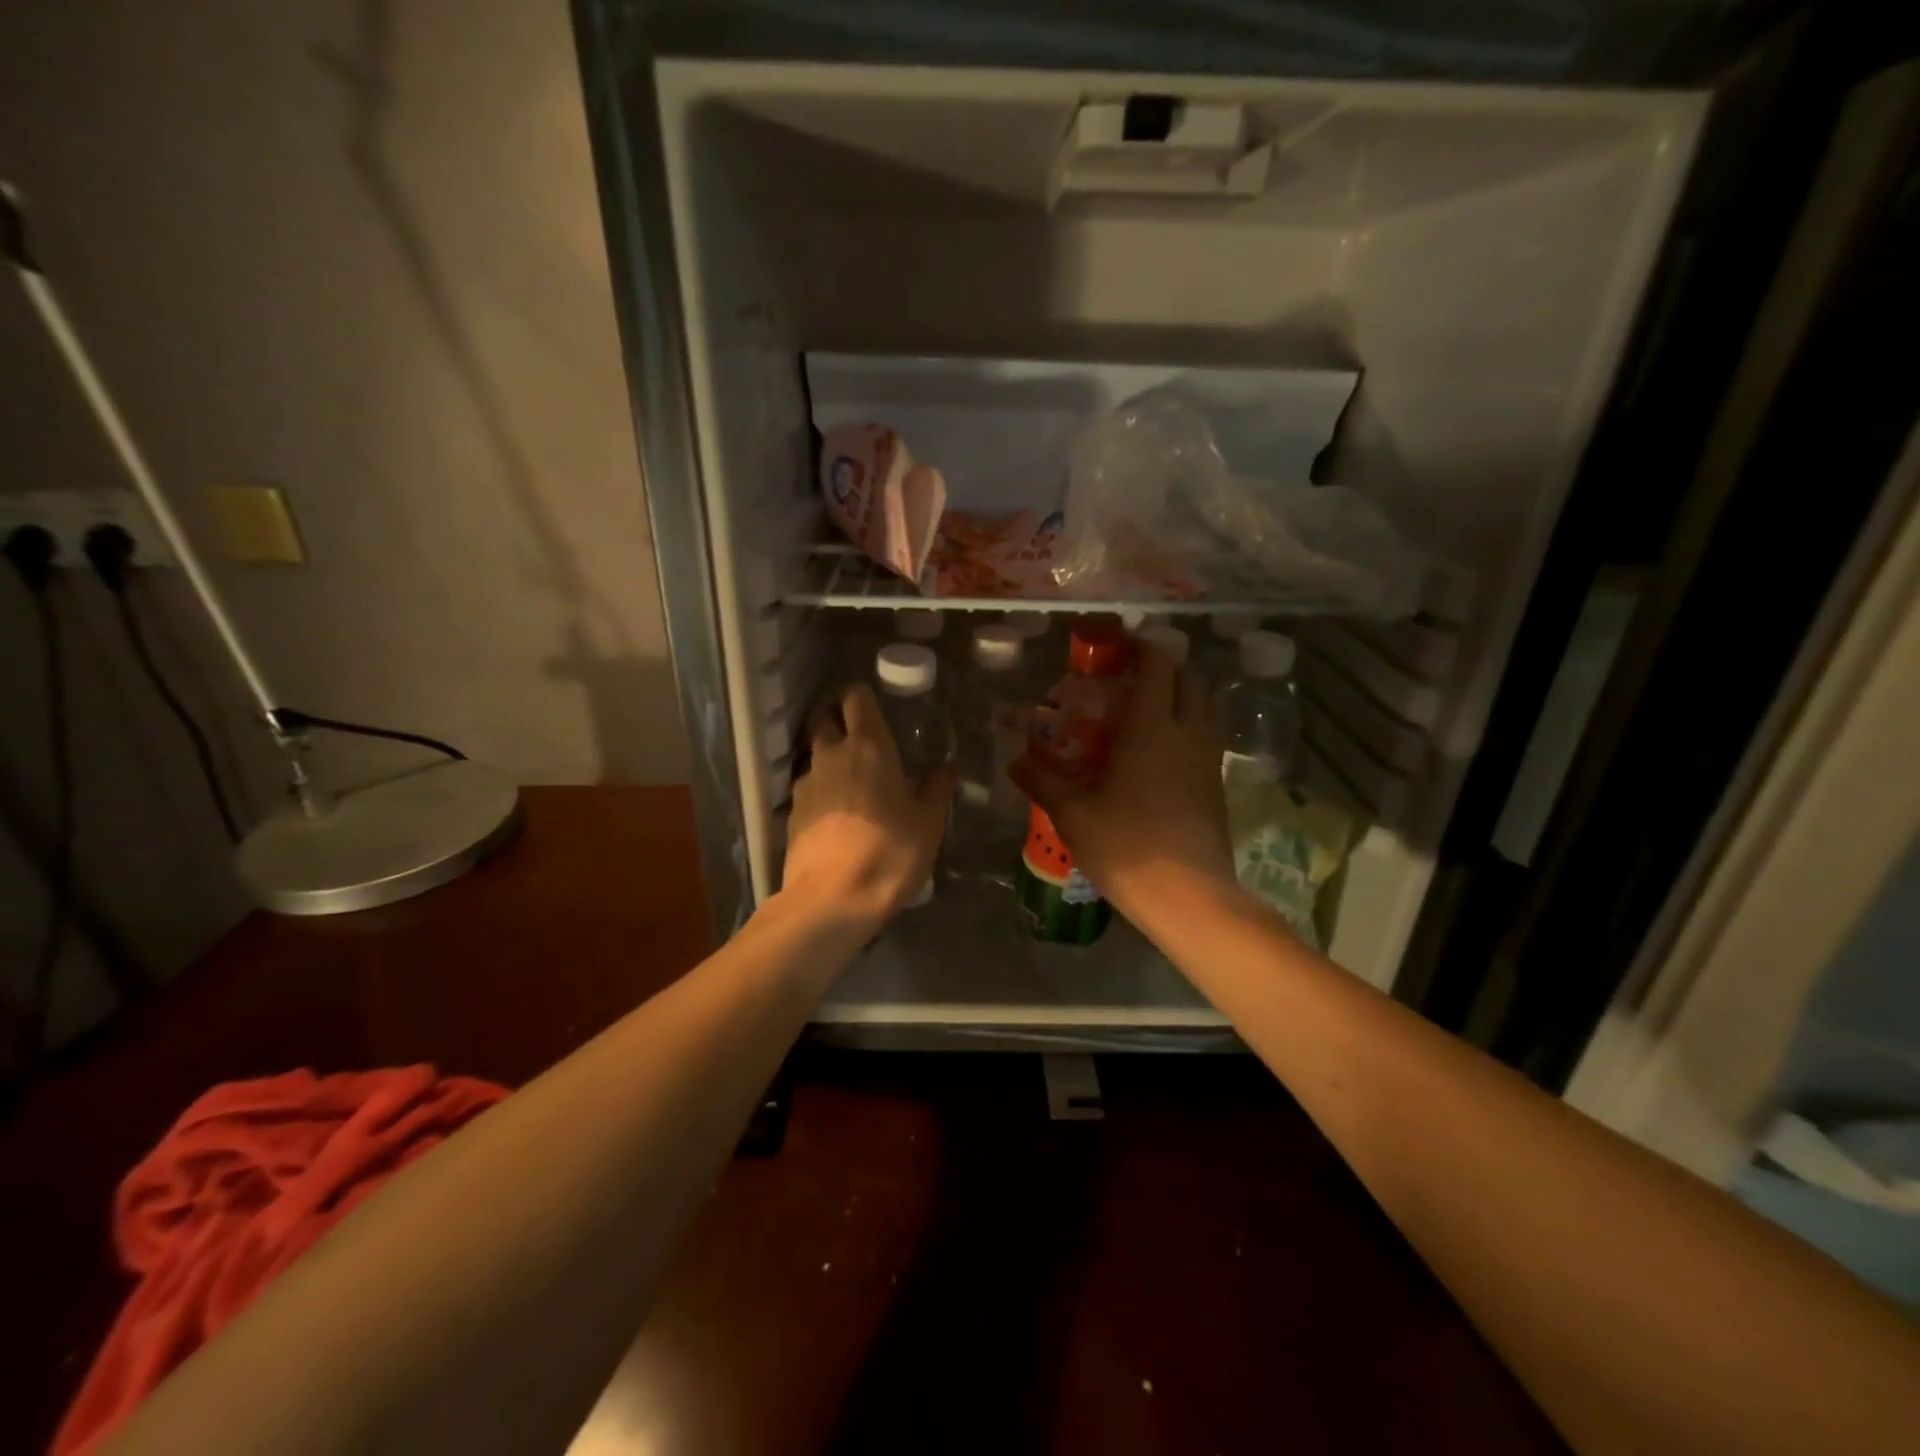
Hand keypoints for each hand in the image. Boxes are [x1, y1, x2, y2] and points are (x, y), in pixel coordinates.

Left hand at [782, 682, 955, 925]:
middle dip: (836, 715)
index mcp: (868, 746)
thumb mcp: (928, 823)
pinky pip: (808, 788)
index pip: (856, 696)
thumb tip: (946, 768)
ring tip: (851, 778)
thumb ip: (936, 789)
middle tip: (858, 731)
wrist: (832, 900)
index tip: (875, 703)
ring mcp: (806, 783)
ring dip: (828, 756)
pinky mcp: (791, 812)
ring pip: (814, 754)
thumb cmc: (889, 852)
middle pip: (823, 716)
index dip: (862, 694)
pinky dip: (820, 790)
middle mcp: (831, 754)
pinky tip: (836, 813)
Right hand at [1009, 645, 1236, 919]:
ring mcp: (1209, 761)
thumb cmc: (1126, 845)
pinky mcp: (1218, 788)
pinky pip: (1207, 741)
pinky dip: (1189, 731)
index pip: (1158, 667)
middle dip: (1166, 669)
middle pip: (1191, 681)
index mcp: (1152, 728)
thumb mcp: (1073, 813)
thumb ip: (1042, 781)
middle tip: (1134, 679)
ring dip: (1183, 699)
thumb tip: (1014, 763)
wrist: (1189, 896)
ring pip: (1206, 710)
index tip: (1121, 646)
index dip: (1143, 648)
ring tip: (1149, 714)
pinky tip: (1162, 757)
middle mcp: (1188, 734)